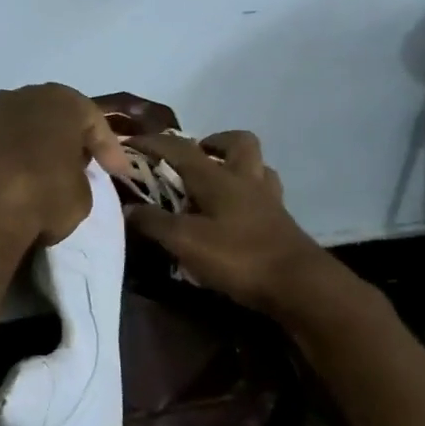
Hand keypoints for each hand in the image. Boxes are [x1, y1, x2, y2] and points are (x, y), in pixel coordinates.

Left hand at [0, 85, 130, 258]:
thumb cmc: (41, 199)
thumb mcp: (80, 198)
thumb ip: (76, 182)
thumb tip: (63, 183)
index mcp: (60, 103)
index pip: (93, 120)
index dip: (108, 148)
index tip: (116, 173)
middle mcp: (17, 98)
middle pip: (45, 115)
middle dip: (58, 138)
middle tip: (70, 167)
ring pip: (1, 115)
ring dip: (13, 135)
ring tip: (21, 165)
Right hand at [125, 131, 335, 315]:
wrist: (297, 284)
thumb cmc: (237, 257)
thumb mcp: (185, 241)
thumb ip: (154, 223)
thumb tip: (127, 208)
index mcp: (218, 178)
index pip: (180, 149)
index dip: (153, 142)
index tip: (130, 141)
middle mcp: (245, 179)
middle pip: (236, 142)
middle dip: (212, 142)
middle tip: (192, 158)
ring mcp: (268, 199)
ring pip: (256, 165)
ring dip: (235, 165)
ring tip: (214, 182)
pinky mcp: (280, 221)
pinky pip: (264, 193)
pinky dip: (248, 194)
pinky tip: (236, 212)